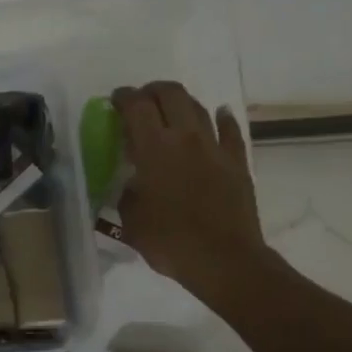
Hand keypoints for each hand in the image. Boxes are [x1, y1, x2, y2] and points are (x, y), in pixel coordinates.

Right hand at [113, 81, 266, 303]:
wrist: (224, 261)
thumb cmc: (170, 242)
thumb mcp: (131, 220)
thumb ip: (128, 192)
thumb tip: (132, 183)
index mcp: (154, 148)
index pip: (136, 106)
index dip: (123, 98)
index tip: (114, 101)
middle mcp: (185, 138)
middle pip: (170, 94)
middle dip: (152, 91)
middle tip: (142, 102)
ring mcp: (215, 148)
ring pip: (199, 108)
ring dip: (181, 103)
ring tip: (171, 111)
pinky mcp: (237, 162)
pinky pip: (230, 131)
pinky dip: (222, 119)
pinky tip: (220, 114)